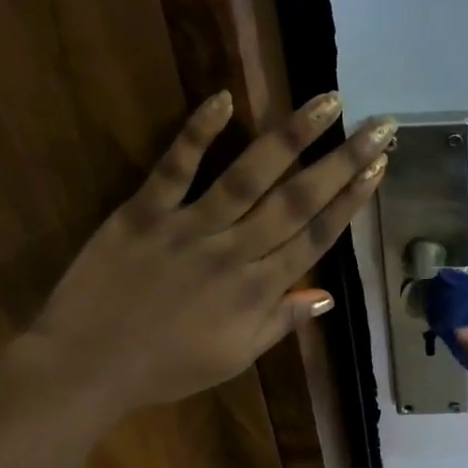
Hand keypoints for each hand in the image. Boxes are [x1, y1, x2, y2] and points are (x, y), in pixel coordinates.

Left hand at [27, 90, 394, 413]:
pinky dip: (198, 132)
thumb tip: (327, 296)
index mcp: (258, 291)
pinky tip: (225, 98)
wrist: (89, 366)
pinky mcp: (144, 212)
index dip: (350, 201)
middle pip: (297, 200)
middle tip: (377, 125)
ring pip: (250, 176)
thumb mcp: (235, 358)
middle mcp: (235, 252)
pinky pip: (175, 167)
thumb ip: (281, 322)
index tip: (378, 168)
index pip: (316, 237)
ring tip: (326, 101)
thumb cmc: (167, 369)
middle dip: (342, 161)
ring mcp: (190, 227)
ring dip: (291, 136)